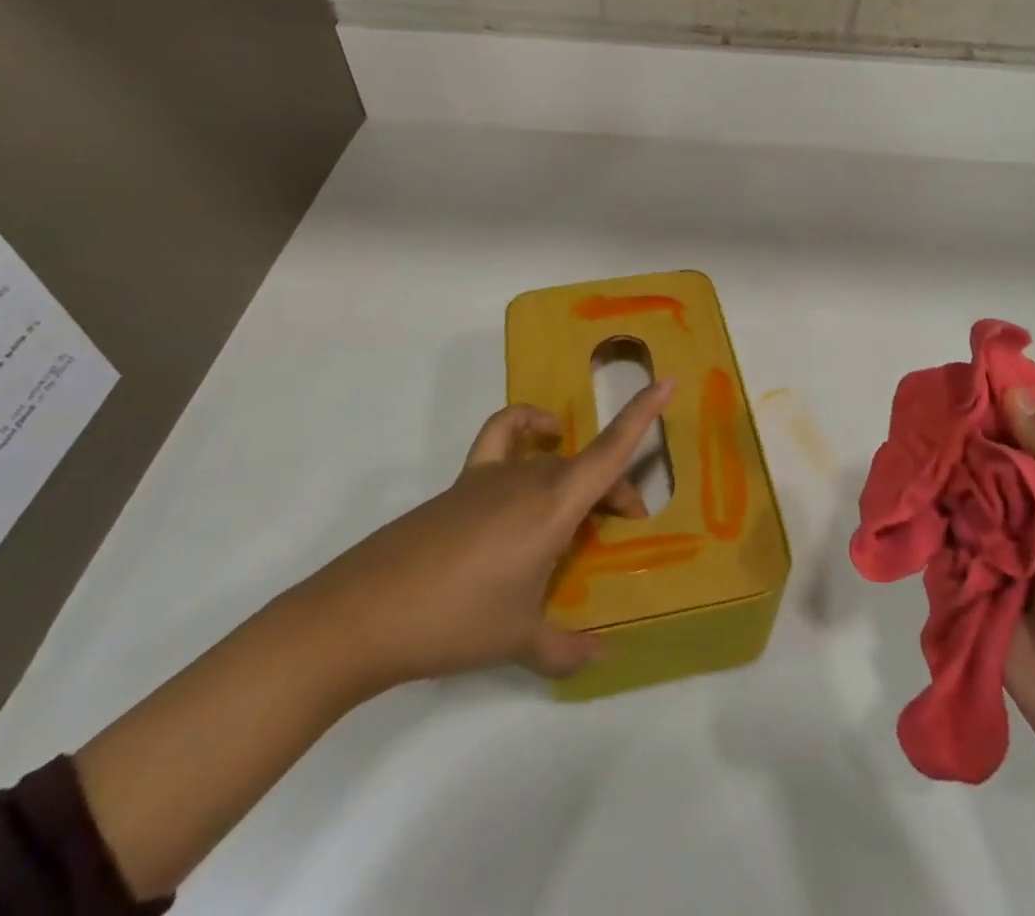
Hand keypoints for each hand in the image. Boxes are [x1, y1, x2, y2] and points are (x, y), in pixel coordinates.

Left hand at [282, 380, 673, 700]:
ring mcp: (493, 475)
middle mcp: (530, 478)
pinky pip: (503, 435)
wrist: (366, 613)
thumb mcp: (519, 641)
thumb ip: (566, 648)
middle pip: (589, 466)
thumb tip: (600, 654)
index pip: (612, 450)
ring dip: (579, 477)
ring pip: (555, 460)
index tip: (668, 380)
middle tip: (624, 526)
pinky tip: (535, 443)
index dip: (644, 413)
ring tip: (580, 511)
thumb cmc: (456, 622)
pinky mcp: (463, 482)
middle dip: (617, 490)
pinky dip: (526, 426)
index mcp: (553, 506)